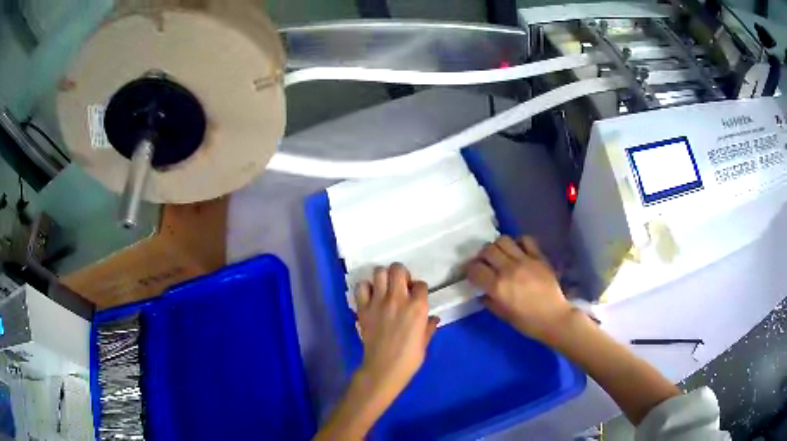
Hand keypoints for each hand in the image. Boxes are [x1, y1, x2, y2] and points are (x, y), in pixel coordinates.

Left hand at [354, 263, 439, 402]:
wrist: (384, 368)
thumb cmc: (410, 358)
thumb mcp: (425, 341)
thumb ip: (429, 326)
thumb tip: (433, 319)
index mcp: (417, 307)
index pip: (420, 284)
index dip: (419, 289)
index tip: (416, 297)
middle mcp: (398, 298)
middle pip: (398, 269)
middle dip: (401, 274)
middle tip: (401, 286)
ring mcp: (379, 302)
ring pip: (379, 272)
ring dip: (383, 277)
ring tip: (385, 289)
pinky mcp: (364, 308)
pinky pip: (361, 287)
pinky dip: (365, 288)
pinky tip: (370, 297)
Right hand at [466, 235, 571, 343]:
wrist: (554, 317)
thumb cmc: (527, 322)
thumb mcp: (503, 315)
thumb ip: (490, 302)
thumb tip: (483, 293)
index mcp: (497, 286)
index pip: (475, 269)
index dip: (469, 271)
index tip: (472, 275)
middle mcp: (508, 269)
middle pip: (487, 250)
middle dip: (482, 257)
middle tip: (485, 264)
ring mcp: (525, 260)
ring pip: (503, 240)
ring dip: (498, 247)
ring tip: (500, 256)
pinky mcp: (538, 257)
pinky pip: (525, 240)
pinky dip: (519, 242)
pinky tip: (518, 251)